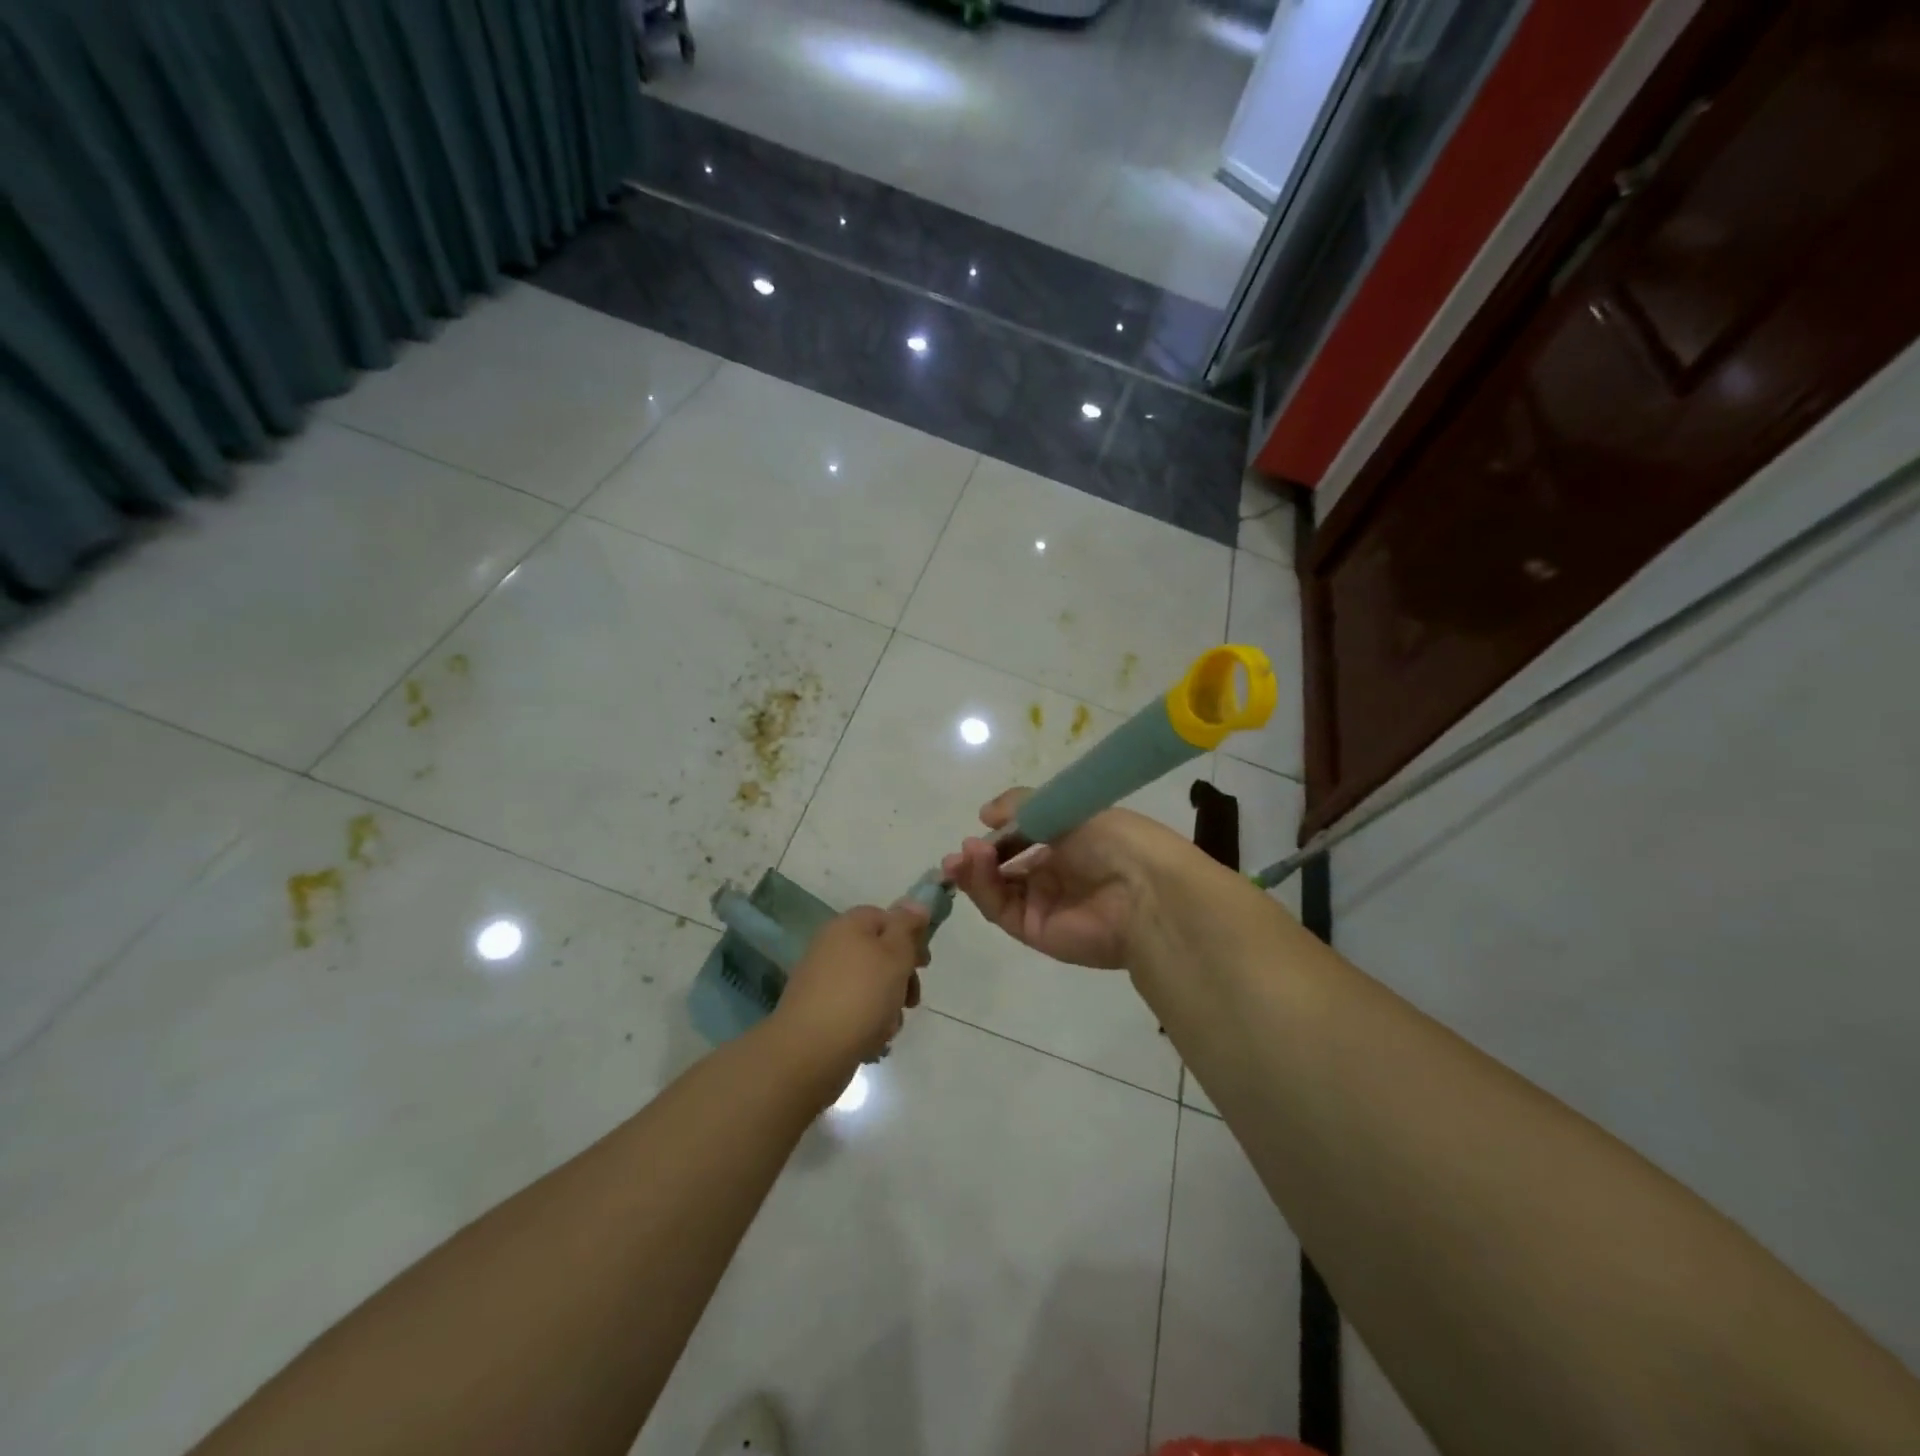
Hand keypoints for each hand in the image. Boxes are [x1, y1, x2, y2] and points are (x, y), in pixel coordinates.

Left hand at [771, 903, 927, 1074]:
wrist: (810, 1051)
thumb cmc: (861, 995)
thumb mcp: (895, 954)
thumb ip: (907, 927)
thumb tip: (915, 903)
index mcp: (847, 926)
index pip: (884, 917)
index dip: (909, 936)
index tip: (924, 963)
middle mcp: (831, 947)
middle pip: (878, 953)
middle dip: (901, 977)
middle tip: (912, 1000)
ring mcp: (822, 980)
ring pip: (869, 986)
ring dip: (887, 1005)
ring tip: (889, 1026)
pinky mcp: (818, 1012)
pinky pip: (853, 1009)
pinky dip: (867, 1022)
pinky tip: (872, 1040)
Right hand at [939, 788, 1189, 969]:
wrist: (1145, 891)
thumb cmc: (1113, 840)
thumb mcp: (1068, 807)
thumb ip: (1023, 806)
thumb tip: (985, 814)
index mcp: (1070, 844)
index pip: (1024, 839)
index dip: (1000, 833)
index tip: (983, 822)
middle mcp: (1056, 876)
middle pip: (1005, 868)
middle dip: (979, 857)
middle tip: (962, 849)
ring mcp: (1044, 905)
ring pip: (997, 889)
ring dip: (974, 871)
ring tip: (962, 855)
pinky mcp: (1035, 931)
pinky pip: (1000, 909)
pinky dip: (982, 887)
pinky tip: (973, 864)